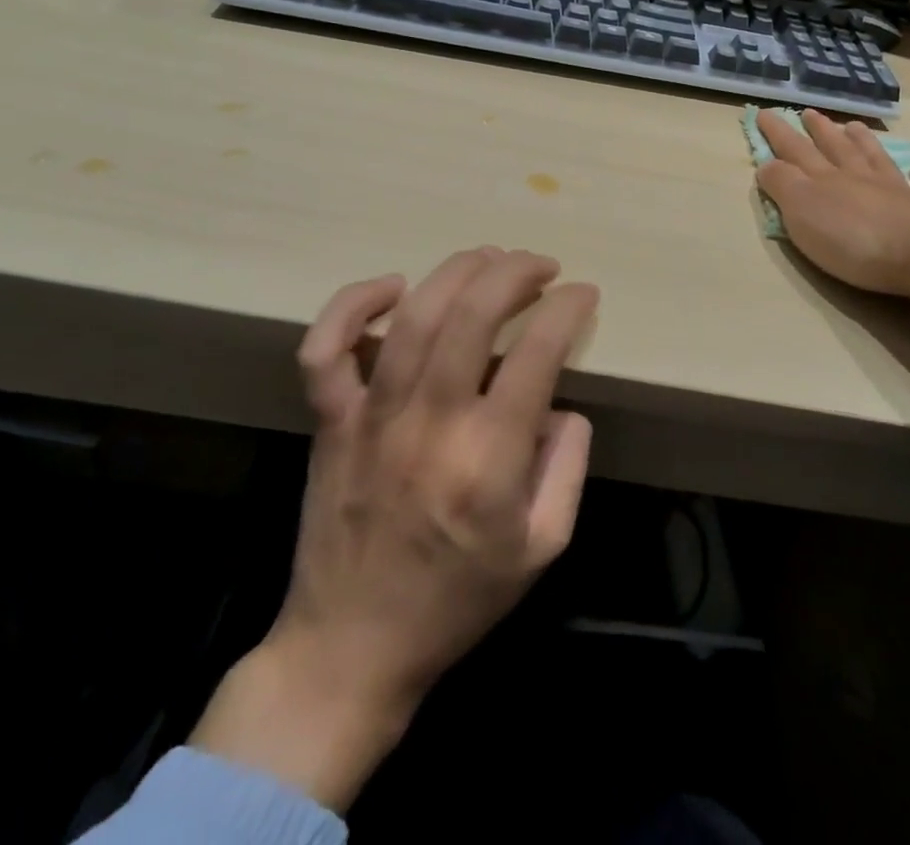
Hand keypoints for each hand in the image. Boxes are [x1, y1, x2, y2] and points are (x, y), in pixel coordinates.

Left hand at [191, 249, 597, 810]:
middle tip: (543, 266)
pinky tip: (393, 286)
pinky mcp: (331, 423)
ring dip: (458, 271)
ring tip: (490, 258)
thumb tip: (562, 405)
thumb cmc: (457, 600)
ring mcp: (373, 418)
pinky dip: (353, 304)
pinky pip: (327, 349)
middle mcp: (431, 423)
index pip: (538, 351)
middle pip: (474, 314)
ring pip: (412, 315)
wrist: (349, 650)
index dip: (567, 308)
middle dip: (517, 271)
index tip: (583, 294)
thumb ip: (568, 467)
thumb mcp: (543, 547)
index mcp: (489, 458)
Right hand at [755, 108, 909, 422]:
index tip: (764, 113)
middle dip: (820, 131)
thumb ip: (783, 185)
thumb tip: (767, 163)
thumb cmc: (855, 238)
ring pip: (876, 160)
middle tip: (810, 113)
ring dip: (864, 143)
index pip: (796, 150)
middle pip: (837, 149)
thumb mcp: (803, 211)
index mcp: (827, 179)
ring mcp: (898, 193)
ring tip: (855, 127)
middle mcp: (861, 178)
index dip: (778, 133)